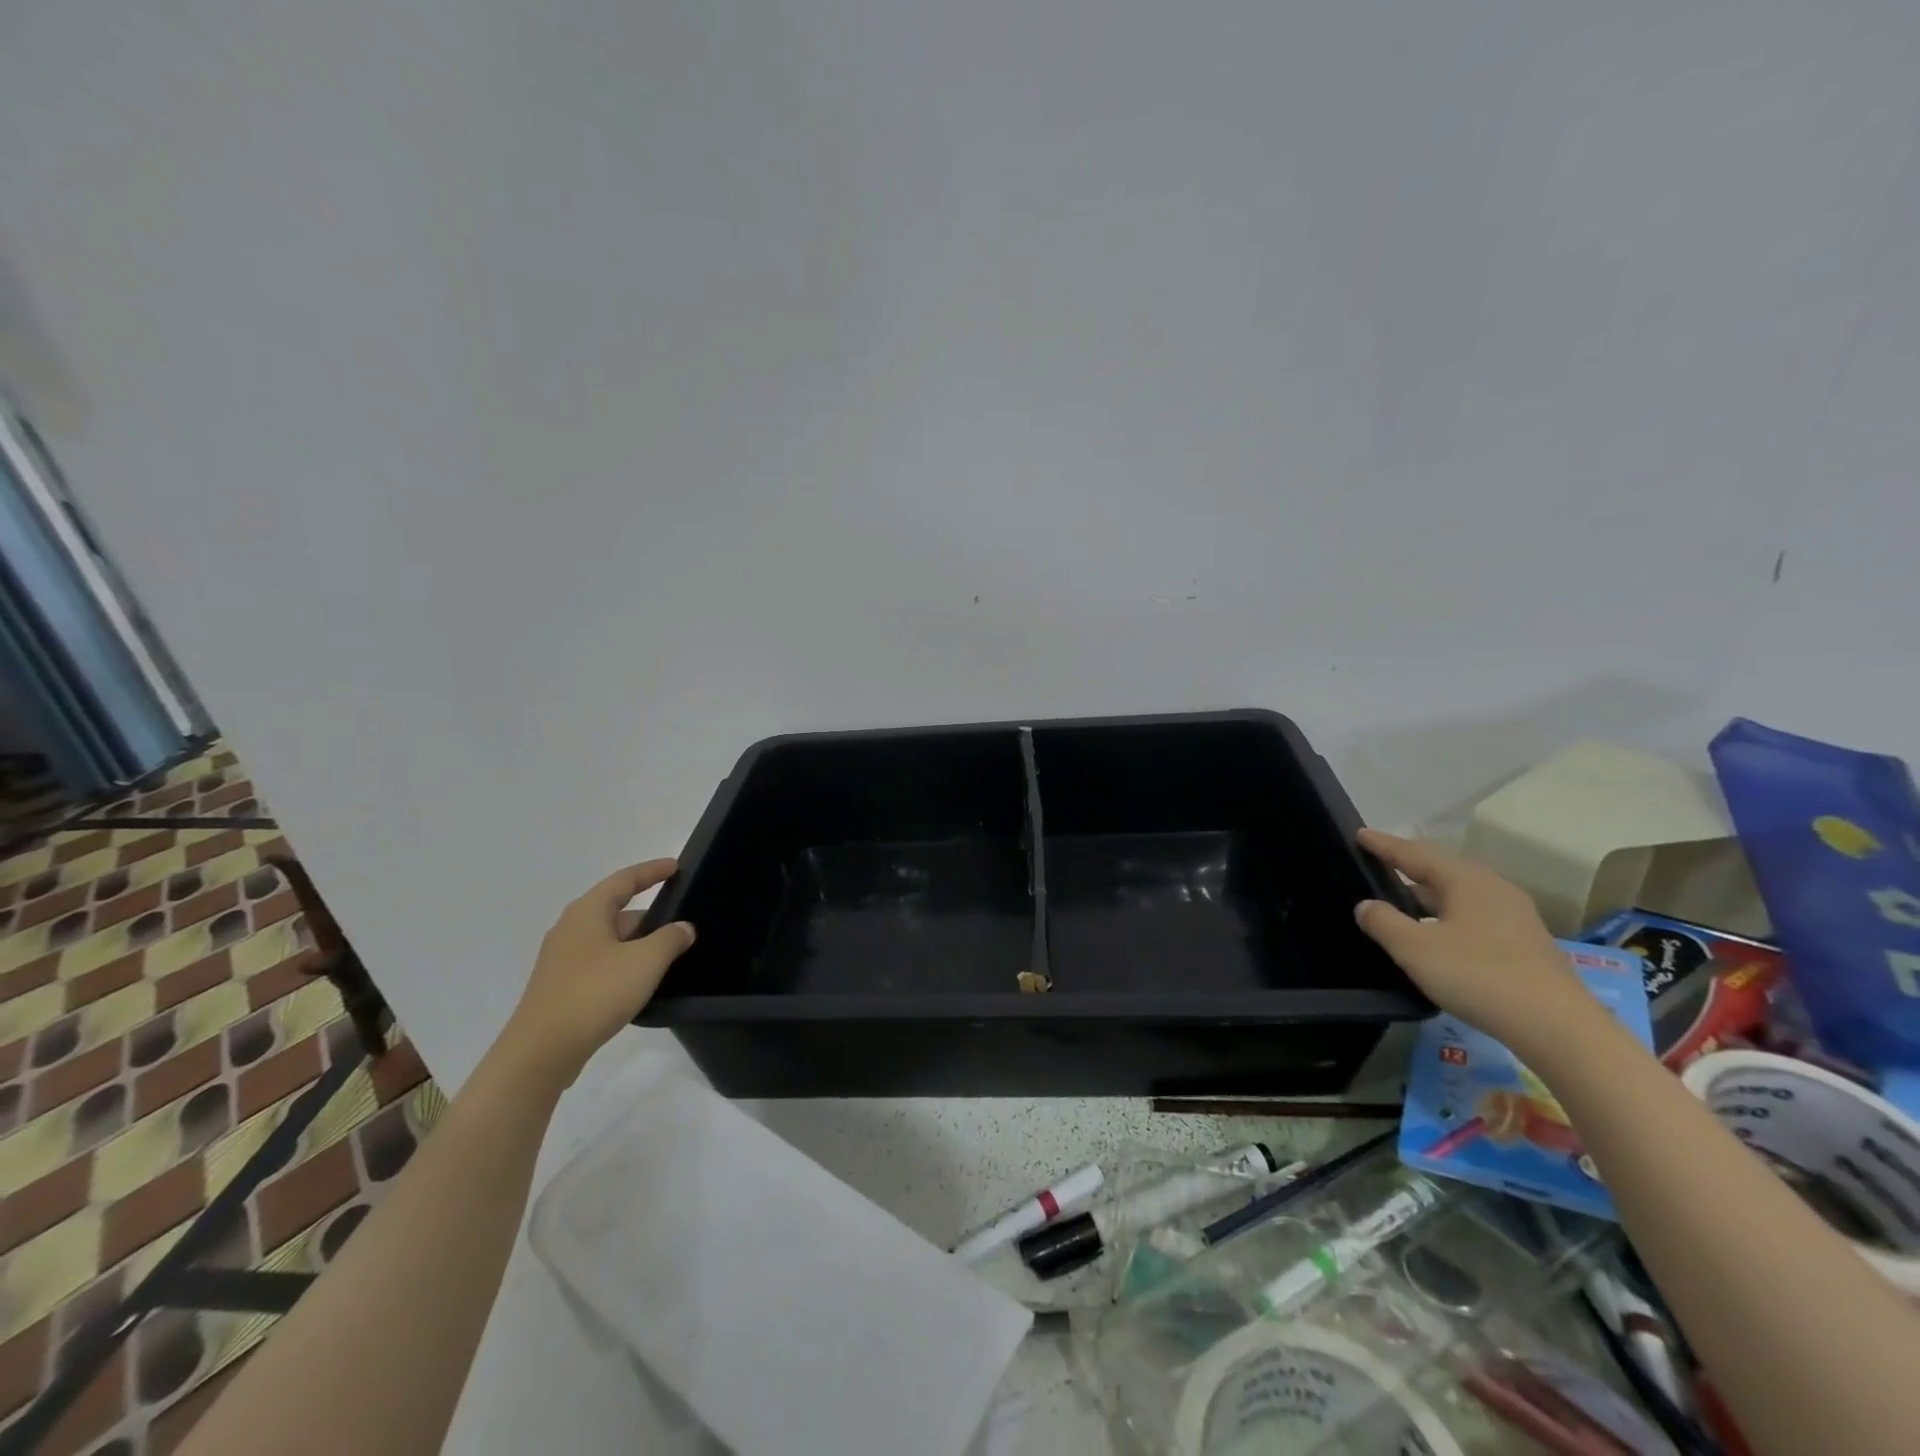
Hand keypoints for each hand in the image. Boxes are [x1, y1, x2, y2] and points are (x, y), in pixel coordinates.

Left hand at [495, 859, 695, 1088]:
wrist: (541, 1052)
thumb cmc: (595, 993)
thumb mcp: (645, 961)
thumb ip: (670, 939)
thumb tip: (683, 927)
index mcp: (587, 913)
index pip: (624, 880)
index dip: (651, 871)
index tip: (676, 867)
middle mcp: (570, 929)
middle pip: (615, 910)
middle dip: (648, 914)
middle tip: (680, 920)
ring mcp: (562, 960)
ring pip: (608, 940)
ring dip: (637, 943)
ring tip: (667, 954)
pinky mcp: (561, 987)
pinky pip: (600, 963)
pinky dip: (623, 964)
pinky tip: (641, 982)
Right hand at [1353, 829, 1592, 1046]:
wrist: (1558, 1027)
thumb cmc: (1478, 976)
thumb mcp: (1415, 949)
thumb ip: (1383, 922)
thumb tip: (1365, 905)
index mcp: (1466, 880)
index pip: (1415, 853)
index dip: (1383, 845)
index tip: (1358, 833)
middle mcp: (1493, 888)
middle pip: (1441, 869)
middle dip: (1408, 865)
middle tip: (1376, 863)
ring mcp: (1514, 916)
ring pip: (1459, 894)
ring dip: (1427, 893)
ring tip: (1400, 897)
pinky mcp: (1524, 942)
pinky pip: (1473, 914)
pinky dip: (1446, 914)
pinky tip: (1436, 931)